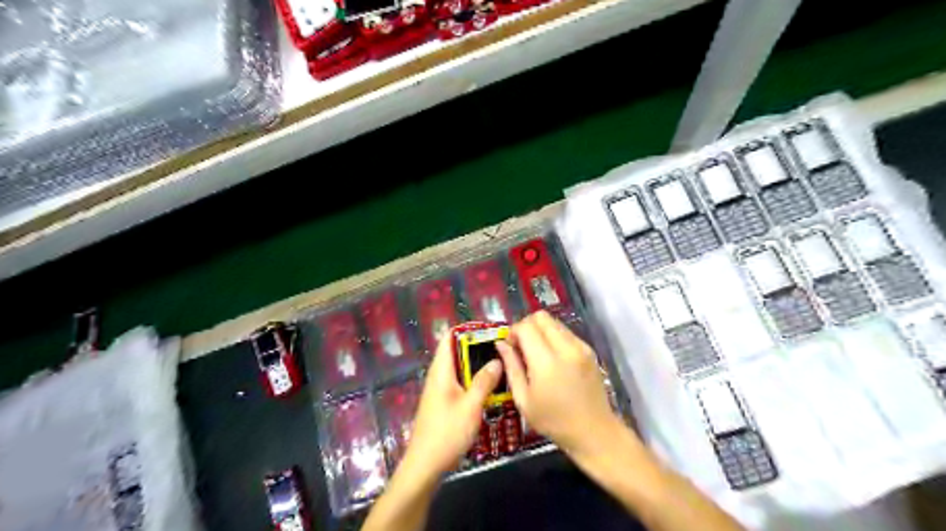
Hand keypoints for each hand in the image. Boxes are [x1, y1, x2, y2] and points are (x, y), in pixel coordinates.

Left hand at [397, 337, 501, 480]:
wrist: (425, 465)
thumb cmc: (447, 432)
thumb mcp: (470, 406)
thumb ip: (484, 381)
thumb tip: (497, 360)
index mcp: (441, 370)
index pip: (450, 337)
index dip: (469, 330)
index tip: (491, 331)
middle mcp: (439, 376)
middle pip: (458, 352)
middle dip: (479, 348)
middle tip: (504, 349)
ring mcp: (441, 390)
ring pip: (461, 369)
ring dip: (479, 366)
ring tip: (503, 365)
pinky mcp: (445, 403)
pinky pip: (462, 384)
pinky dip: (476, 381)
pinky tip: (493, 389)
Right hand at [495, 310, 626, 460]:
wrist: (594, 432)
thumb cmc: (554, 421)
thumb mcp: (524, 400)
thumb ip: (511, 367)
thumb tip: (501, 344)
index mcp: (547, 362)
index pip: (525, 327)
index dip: (513, 332)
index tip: (510, 347)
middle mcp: (566, 348)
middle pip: (541, 317)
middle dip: (526, 326)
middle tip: (521, 347)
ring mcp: (581, 347)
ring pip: (554, 322)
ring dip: (541, 331)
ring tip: (537, 354)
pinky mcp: (589, 350)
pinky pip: (566, 332)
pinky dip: (554, 338)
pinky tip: (553, 359)